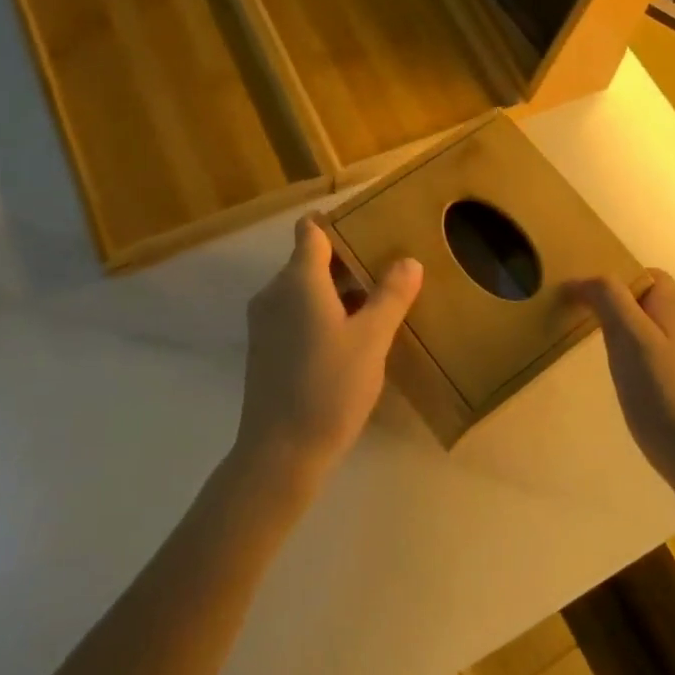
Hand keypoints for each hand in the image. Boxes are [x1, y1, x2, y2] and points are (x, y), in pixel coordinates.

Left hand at [235, 215, 422, 490]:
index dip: (338, 222)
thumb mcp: (372, 340)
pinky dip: (323, 312)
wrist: (280, 452)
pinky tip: (353, 335)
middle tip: (389, 268)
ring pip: (305, 288)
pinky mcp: (265, 347)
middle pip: (310, 259)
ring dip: (338, 290)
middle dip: (348, 260)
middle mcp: (275, 292)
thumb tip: (408, 261)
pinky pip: (296, 312)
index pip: (311, 230)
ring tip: (379, 302)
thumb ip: (390, 296)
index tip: (371, 225)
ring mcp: (266, 321)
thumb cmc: (329, 387)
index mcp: (298, 280)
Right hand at [573, 270, 674, 493]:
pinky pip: (668, 359)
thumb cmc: (662, 394)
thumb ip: (610, 300)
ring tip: (608, 357)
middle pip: (657, 304)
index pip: (651, 277)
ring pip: (663, 332)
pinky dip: (647, 361)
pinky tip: (634, 385)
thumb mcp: (629, 339)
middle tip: (592, 328)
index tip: (589, 302)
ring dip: (635, 335)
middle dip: (625, 308)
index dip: (620, 282)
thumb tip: (587, 279)